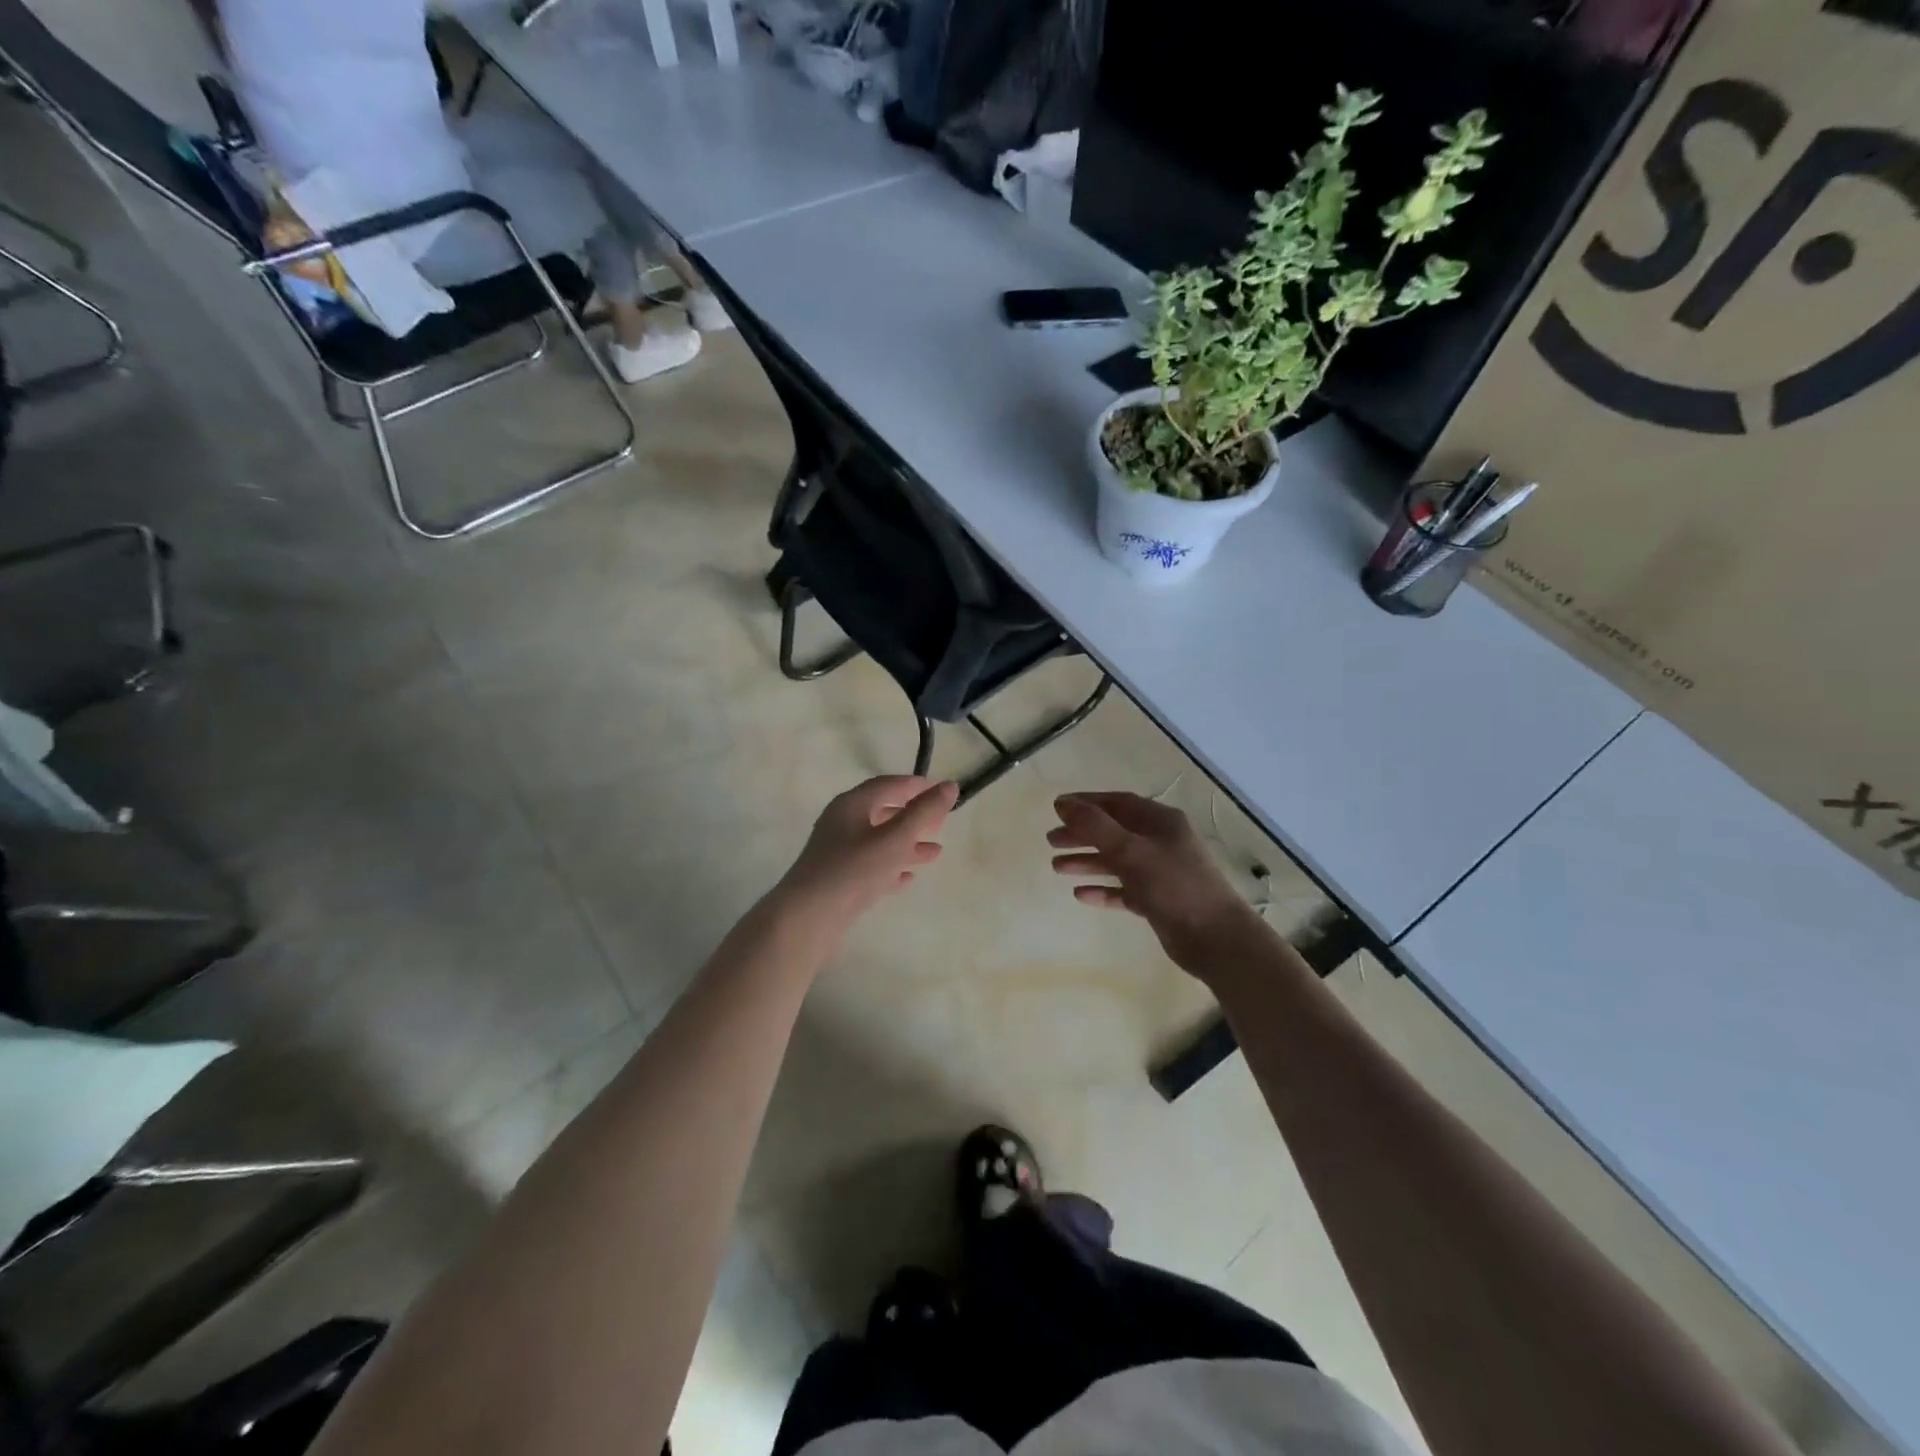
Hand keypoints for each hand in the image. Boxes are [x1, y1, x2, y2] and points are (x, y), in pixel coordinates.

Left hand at [778, 776, 958, 926]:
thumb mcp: (896, 838)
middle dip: (912, 816)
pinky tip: (908, 876)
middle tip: (940, 822)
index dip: (915, 786)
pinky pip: (870, 865)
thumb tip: (950, 786)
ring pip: (878, 841)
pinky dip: (891, 865)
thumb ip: (924, 812)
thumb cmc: (854, 870)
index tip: (940, 791)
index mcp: (852, 804)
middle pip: (882, 811)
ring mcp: (838, 852)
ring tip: (935, 852)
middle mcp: (842, 823)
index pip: (887, 784)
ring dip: (907, 844)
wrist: (808, 918)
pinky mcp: (838, 878)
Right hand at [1048, 793, 1256, 972]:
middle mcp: (1160, 842)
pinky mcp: (1158, 900)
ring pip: (1117, 861)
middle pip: (1114, 831)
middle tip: (1051, 840)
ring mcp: (1160, 872)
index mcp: (1160, 822)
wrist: (1217, 939)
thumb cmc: (1175, 886)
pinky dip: (1103, 889)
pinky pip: (1124, 890)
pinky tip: (1081, 895)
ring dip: (1088, 861)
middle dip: (1082, 834)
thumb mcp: (1132, 851)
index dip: (1086, 803)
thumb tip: (1063, 804)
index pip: (1117, 803)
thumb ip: (1096, 827)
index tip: (1057, 808)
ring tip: (1057, 867)